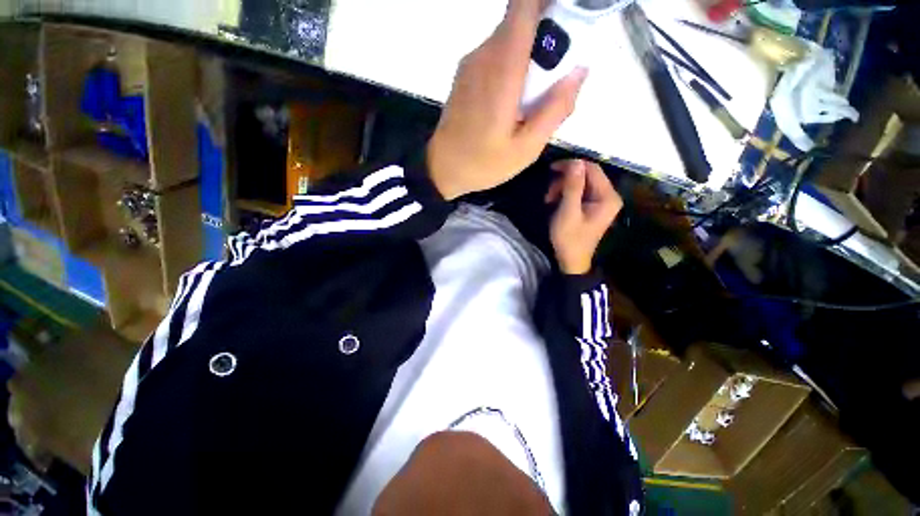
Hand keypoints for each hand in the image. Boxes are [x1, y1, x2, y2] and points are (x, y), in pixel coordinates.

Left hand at [427, 0, 587, 199]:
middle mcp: (484, 55)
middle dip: (549, 36)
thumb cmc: (482, 164)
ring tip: (537, 96)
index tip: (570, 22)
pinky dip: (515, 65)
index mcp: (502, 69)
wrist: (441, 169)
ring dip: (532, 55)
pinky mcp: (466, 74)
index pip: (525, 6)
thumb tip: (580, 71)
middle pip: (522, 20)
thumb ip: (555, 109)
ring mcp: (472, 63)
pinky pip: (497, 54)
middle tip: (559, 75)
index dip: (549, 5)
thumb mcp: (526, 149)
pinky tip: (516, 101)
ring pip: (510, 38)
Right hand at [546, 160, 622, 274]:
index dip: (572, 166)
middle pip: (587, 175)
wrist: (571, 260)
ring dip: (563, 188)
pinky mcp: (593, 206)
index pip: (592, 169)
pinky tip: (555, 202)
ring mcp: (601, 201)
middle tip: (549, 194)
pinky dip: (566, 194)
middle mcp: (609, 195)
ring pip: (581, 183)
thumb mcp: (568, 212)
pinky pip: (580, 192)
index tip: (551, 169)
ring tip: (549, 200)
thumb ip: (573, 187)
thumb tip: (575, 162)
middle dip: (565, 180)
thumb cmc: (570, 238)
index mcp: (607, 197)